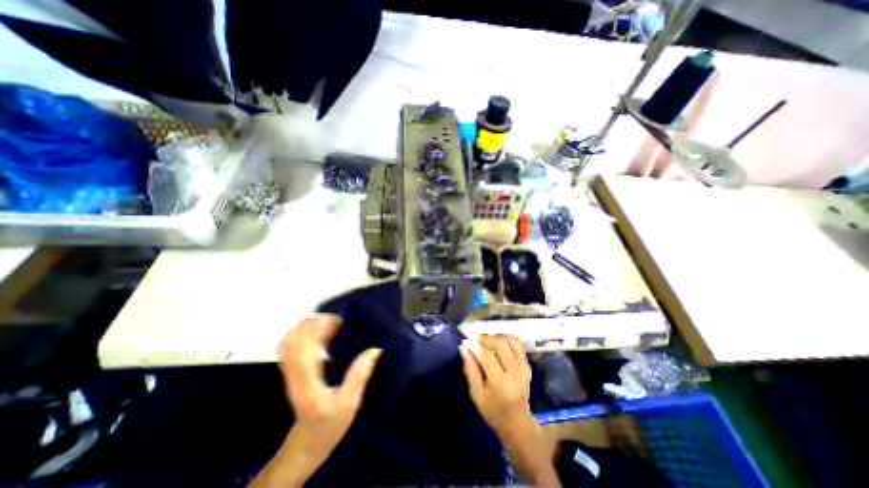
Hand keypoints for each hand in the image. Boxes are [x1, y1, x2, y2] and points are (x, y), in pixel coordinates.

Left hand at [247, 315, 380, 484]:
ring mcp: (290, 372)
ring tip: (330, 321)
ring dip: (308, 326)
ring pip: (289, 341)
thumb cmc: (329, 425)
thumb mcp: (349, 403)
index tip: (339, 321)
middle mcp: (294, 373)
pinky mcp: (292, 371)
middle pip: (293, 339)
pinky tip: (321, 331)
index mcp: (306, 380)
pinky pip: (292, 346)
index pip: (302, 348)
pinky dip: (304, 333)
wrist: (307, 444)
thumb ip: (359, 376)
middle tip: (337, 318)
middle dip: (313, 323)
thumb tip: (374, 350)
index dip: (317, 329)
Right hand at [461, 336, 563, 487]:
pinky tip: (499, 341)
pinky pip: (519, 345)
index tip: (466, 341)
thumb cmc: (493, 411)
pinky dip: (508, 338)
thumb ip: (470, 370)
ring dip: (497, 336)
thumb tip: (464, 348)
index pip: (487, 356)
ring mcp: (523, 368)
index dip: (475, 346)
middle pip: (500, 344)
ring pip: (511, 341)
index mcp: (500, 383)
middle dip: (486, 338)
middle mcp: (514, 372)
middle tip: (476, 339)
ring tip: (487, 340)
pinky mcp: (527, 365)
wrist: (518, 422)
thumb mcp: (476, 394)